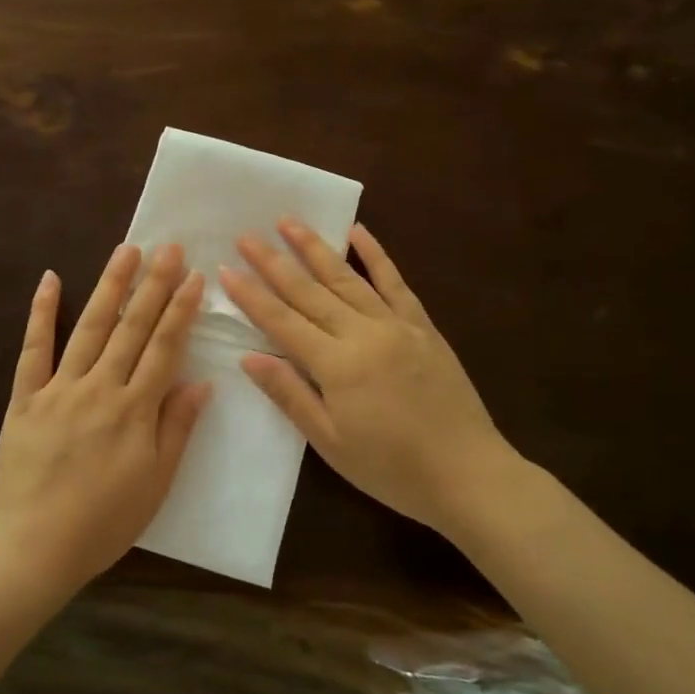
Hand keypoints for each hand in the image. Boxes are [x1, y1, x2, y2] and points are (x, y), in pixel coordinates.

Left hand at [0, 244, 210, 591]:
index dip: (181, 311)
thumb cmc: (102, 523)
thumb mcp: (155, 484)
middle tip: (168, 247)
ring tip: (126, 251)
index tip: (194, 277)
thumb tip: (200, 383)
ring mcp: (59, 389)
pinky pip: (33, 349)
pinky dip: (42, 313)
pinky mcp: (25, 398)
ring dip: (110, 287)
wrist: (32, 547)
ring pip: (90, 328)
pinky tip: (50, 280)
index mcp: (134, 411)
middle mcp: (99, 389)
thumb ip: (176, 429)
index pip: (164, 349)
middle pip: (131, 329)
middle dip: (153, 286)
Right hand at [219, 220, 521, 537]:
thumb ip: (290, 395)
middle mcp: (363, 334)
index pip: (282, 322)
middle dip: (274, 262)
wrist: (468, 473)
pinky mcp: (422, 326)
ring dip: (315, 247)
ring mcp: (396, 325)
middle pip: (309, 291)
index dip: (251, 295)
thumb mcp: (330, 442)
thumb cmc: (391, 468)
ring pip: (347, 278)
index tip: (226, 269)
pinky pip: (395, 282)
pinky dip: (376, 255)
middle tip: (246, 235)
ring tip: (289, 221)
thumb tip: (249, 357)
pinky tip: (358, 231)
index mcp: (337, 365)